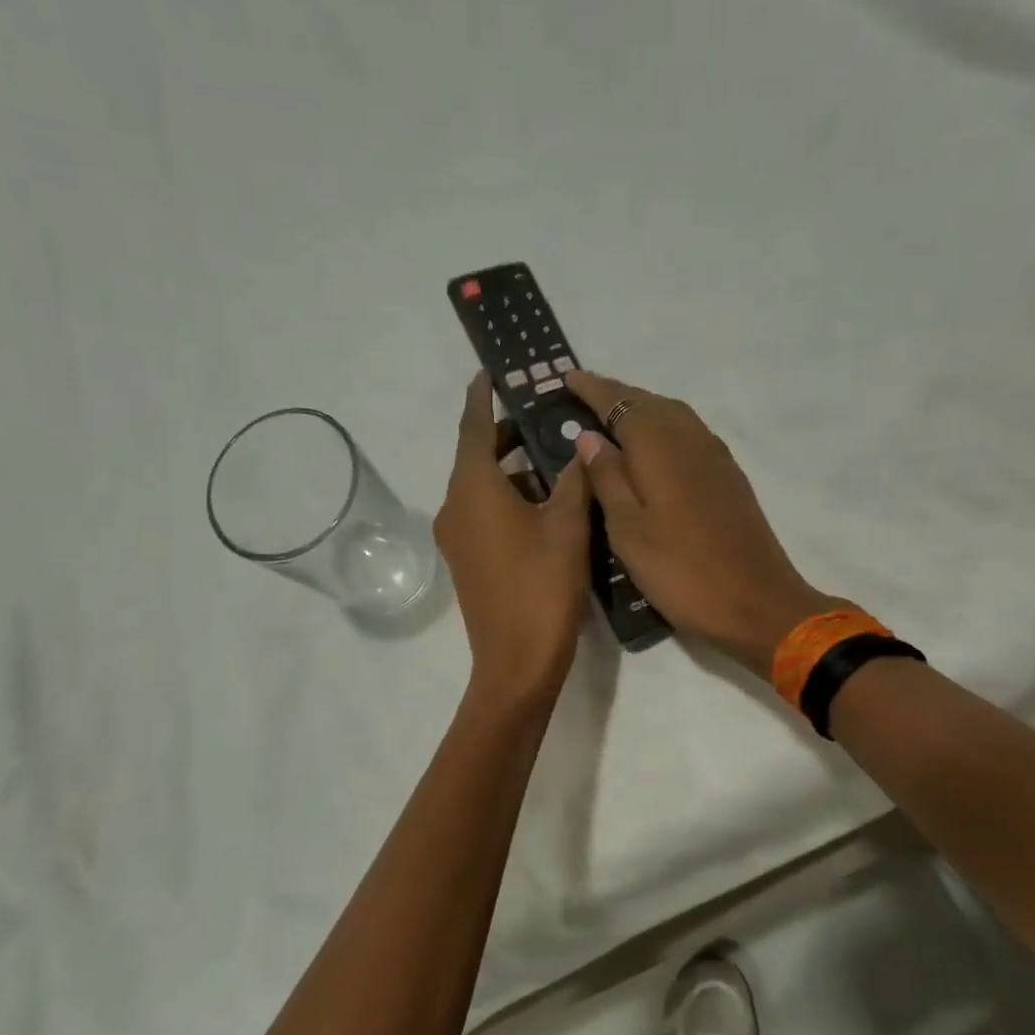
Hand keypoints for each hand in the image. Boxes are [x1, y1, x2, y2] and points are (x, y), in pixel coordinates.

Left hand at [435, 372, 594, 698]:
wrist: (516, 662)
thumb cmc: (542, 586)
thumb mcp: (567, 525)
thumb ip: (573, 479)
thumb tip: (578, 449)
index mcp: (473, 488)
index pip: (474, 427)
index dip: (482, 397)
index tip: (490, 372)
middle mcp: (455, 506)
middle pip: (478, 456)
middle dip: (508, 434)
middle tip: (546, 417)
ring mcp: (457, 537)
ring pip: (483, 486)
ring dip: (513, 469)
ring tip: (556, 458)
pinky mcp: (467, 560)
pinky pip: (484, 512)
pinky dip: (509, 498)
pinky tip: (546, 502)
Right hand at [564, 372, 848, 679]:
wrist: (757, 603)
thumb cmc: (681, 572)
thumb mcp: (629, 531)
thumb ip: (607, 479)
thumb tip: (588, 436)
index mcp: (660, 448)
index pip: (621, 404)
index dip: (593, 389)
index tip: (567, 377)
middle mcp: (691, 440)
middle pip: (650, 403)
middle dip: (616, 395)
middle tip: (583, 397)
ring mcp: (715, 457)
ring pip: (673, 416)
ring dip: (642, 409)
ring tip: (612, 420)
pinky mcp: (729, 477)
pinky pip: (689, 434)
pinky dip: (663, 429)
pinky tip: (652, 450)